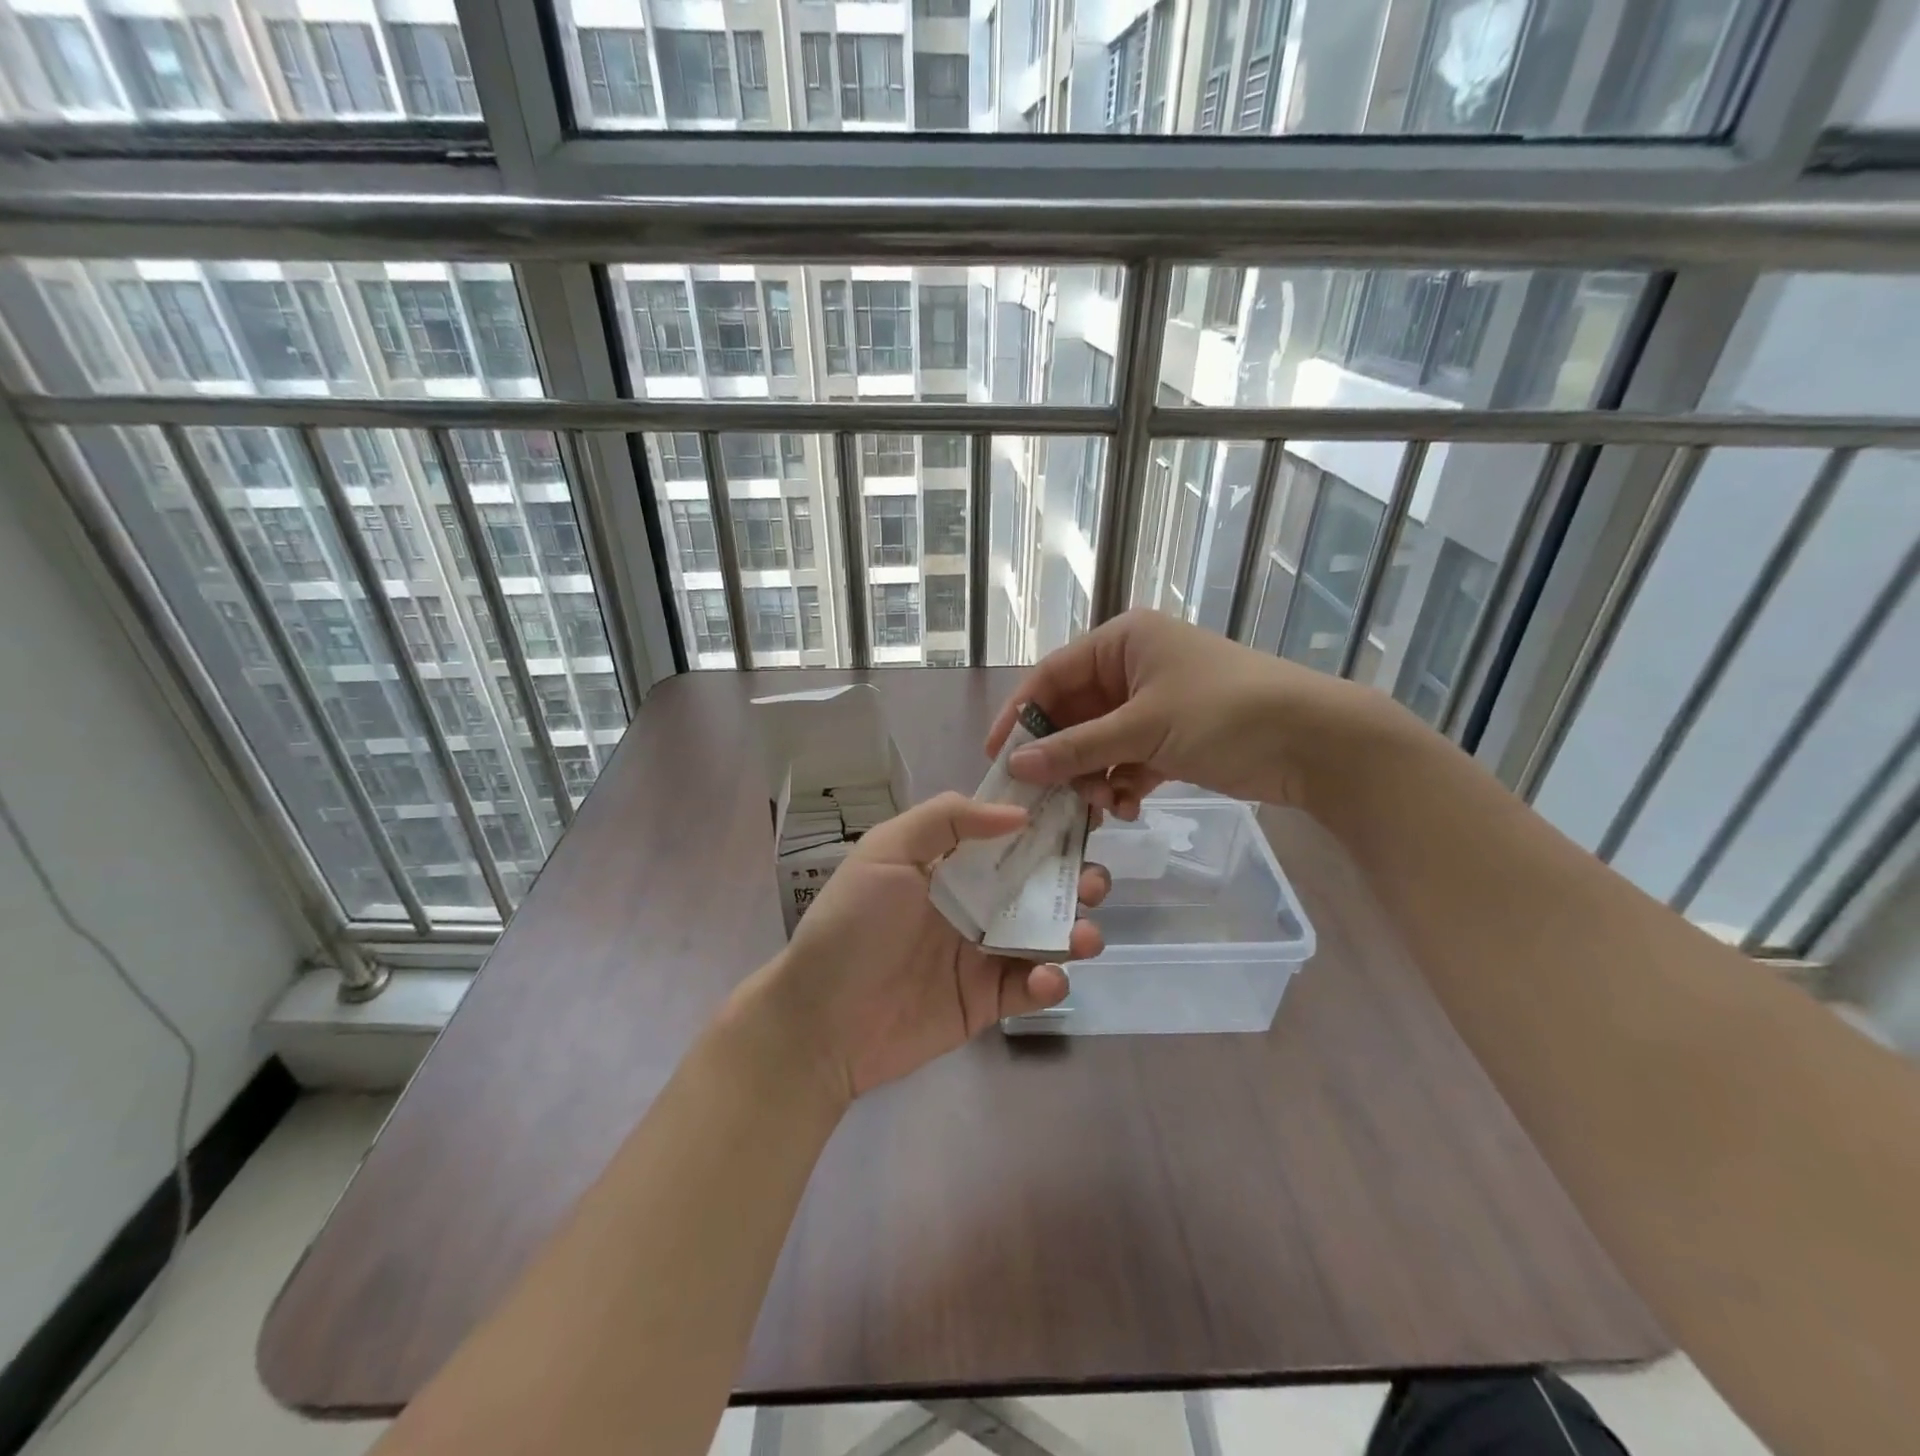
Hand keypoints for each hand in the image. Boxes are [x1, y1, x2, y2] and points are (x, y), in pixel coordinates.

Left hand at [750, 791, 1110, 1102]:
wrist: (822, 1021)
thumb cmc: (851, 926)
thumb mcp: (886, 852)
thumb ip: (946, 819)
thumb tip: (1017, 813)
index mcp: (949, 862)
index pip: (1006, 833)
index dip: (1044, 822)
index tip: (1083, 813)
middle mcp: (972, 901)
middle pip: (1037, 882)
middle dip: (1073, 878)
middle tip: (1091, 882)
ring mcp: (982, 952)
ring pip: (1044, 934)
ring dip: (1074, 929)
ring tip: (1082, 936)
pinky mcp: (987, 1000)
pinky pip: (1031, 986)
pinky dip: (1049, 981)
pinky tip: (1044, 979)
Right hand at [985, 609, 1389, 816]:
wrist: (1317, 743)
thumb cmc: (1225, 713)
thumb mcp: (1143, 727)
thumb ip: (1076, 748)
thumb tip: (1014, 765)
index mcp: (1123, 641)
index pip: (1052, 675)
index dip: (1020, 714)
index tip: (996, 757)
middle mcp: (1133, 667)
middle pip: (1074, 714)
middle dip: (1062, 757)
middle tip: (1046, 798)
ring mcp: (1154, 704)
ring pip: (1099, 743)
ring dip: (1093, 776)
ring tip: (1101, 806)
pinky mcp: (1172, 737)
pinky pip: (1127, 760)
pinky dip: (1122, 784)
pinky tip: (1128, 807)